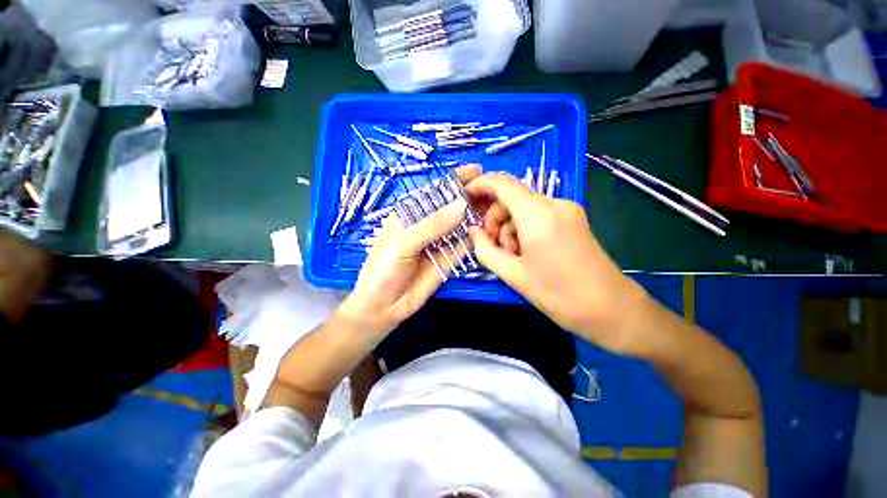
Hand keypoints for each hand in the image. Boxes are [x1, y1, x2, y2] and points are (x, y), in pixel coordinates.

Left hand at [339, 165, 479, 335]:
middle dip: (470, 197)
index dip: (454, 180)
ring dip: (477, 215)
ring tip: (497, 205)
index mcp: (411, 214)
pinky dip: (476, 236)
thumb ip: (432, 225)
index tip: (476, 171)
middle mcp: (427, 225)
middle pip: (452, 207)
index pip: (435, 192)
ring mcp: (439, 242)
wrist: (384, 306)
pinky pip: (464, 245)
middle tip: (493, 190)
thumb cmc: (384, 269)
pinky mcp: (448, 259)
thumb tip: (462, 205)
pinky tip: (489, 228)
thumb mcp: (403, 242)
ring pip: (461, 225)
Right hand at [465, 173, 650, 355]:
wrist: (612, 310)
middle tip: (493, 247)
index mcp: (538, 215)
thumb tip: (472, 231)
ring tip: (513, 257)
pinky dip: (524, 229)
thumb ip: (485, 249)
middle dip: (495, 219)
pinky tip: (527, 253)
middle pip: (512, 197)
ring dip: (510, 228)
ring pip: (524, 208)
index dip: (480, 185)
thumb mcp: (513, 274)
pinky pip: (538, 215)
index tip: (465, 197)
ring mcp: (566, 210)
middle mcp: (554, 204)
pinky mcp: (573, 219)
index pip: (502, 183)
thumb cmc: (559, 295)